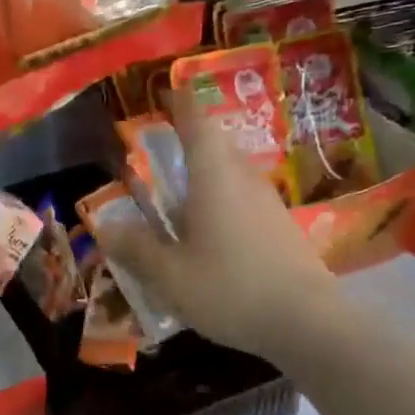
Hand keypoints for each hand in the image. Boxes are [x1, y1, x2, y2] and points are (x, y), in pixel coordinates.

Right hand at [101, 90, 337, 359]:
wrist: (308, 323)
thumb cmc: (230, 288)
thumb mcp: (169, 274)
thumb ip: (136, 248)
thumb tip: (106, 228)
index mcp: (214, 177)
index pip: (198, 123)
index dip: (181, 103)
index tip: (166, 90)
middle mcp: (243, 180)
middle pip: (217, 146)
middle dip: (190, 141)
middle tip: (161, 151)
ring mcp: (267, 204)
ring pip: (231, 174)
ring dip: (205, 176)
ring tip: (177, 197)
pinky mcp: (280, 228)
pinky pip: (243, 200)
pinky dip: (220, 203)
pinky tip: (207, 235)